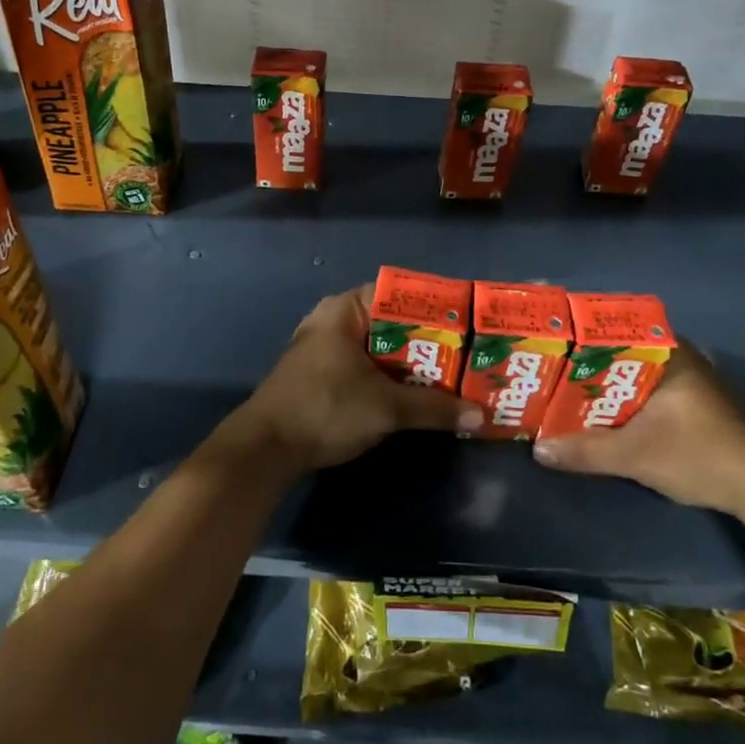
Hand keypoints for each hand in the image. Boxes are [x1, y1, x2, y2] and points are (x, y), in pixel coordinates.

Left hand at [238, 285, 482, 473]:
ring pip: (378, 349)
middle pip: (390, 324)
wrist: (266, 449)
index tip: (464, 325)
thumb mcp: (386, 408)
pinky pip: (365, 367)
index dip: (432, 308)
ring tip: (450, 376)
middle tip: (466, 355)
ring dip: (409, 364)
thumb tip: (479, 415)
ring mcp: (324, 349)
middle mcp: (333, 321)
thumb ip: (433, 408)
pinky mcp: (321, 376)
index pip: (396, 294)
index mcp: (344, 311)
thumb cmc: (326, 409)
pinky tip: (415, 395)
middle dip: (426, 342)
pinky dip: (389, 378)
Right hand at [530, 338, 744, 516]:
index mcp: (670, 353)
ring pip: (639, 373)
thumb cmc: (698, 454)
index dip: (585, 332)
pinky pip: (653, 390)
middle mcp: (684, 358)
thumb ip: (586, 450)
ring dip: (610, 383)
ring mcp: (696, 382)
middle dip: (591, 362)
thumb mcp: (635, 455)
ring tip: (573, 391)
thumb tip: (539, 449)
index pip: (619, 326)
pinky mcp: (701, 406)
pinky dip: (629, 399)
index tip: (556, 340)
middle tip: (556, 370)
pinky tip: (608, 414)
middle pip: (625, 351)